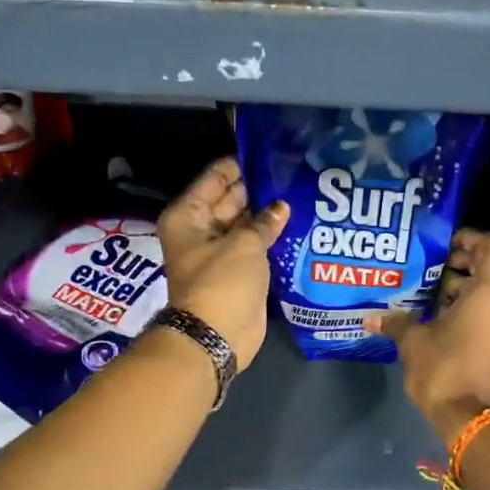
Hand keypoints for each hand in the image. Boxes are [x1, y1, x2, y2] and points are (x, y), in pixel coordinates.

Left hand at [158, 156, 287, 370]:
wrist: (217, 336)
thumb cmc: (222, 283)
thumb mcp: (244, 244)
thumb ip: (264, 222)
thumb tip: (280, 207)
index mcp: (189, 216)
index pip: (215, 178)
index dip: (240, 165)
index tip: (270, 153)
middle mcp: (200, 231)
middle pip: (230, 200)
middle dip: (258, 190)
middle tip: (292, 173)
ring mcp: (219, 253)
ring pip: (245, 225)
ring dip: (267, 215)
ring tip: (301, 194)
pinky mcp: (237, 273)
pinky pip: (255, 248)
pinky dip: (271, 239)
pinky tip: (298, 225)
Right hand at [364, 230, 489, 444]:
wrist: (469, 416)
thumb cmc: (444, 369)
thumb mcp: (413, 341)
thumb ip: (396, 322)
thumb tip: (370, 317)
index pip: (489, 244)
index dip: (466, 237)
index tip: (440, 243)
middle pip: (485, 266)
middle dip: (456, 262)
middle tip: (425, 265)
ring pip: (484, 289)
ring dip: (457, 286)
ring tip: (423, 289)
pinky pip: (486, 309)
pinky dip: (464, 305)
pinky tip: (433, 313)